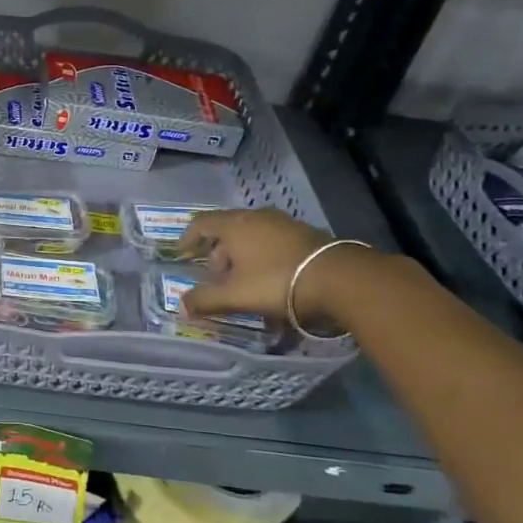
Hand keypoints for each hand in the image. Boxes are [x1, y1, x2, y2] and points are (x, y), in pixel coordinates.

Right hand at [179, 209, 345, 328]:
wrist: (341, 279)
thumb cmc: (278, 282)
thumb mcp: (237, 296)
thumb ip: (206, 300)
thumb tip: (181, 305)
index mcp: (235, 225)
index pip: (202, 223)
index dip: (188, 237)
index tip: (182, 253)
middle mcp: (257, 217)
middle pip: (227, 229)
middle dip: (217, 252)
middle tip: (216, 277)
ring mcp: (284, 223)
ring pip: (252, 235)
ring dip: (242, 255)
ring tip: (244, 280)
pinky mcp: (306, 234)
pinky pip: (273, 241)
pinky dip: (264, 256)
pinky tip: (272, 278)